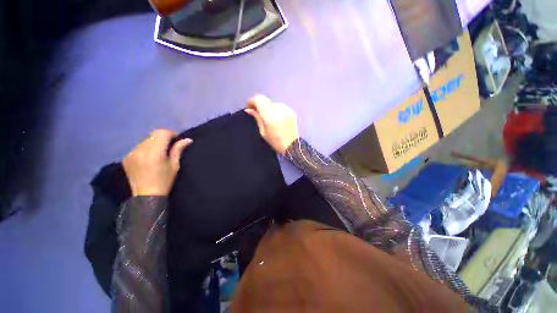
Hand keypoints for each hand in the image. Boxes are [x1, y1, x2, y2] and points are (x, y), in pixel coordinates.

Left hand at [123, 129, 192, 195]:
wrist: (146, 196)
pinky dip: (146, 148)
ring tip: (159, 152)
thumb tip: (188, 140)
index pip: (162, 133)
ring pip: (145, 140)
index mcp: (154, 152)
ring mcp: (131, 153)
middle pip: (153, 134)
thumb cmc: (164, 181)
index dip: (171, 134)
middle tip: (169, 146)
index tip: (177, 140)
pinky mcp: (126, 157)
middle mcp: (140, 149)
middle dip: (163, 137)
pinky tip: (149, 158)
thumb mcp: (175, 165)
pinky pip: (138, 147)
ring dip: (154, 142)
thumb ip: (178, 150)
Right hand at [245, 95, 298, 154]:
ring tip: (269, 118)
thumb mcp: (263, 131)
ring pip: (272, 103)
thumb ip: (257, 117)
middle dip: (259, 105)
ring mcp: (286, 108)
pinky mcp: (291, 111)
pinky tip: (277, 119)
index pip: (258, 99)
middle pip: (265, 100)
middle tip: (257, 113)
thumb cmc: (275, 141)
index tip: (249, 107)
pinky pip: (280, 107)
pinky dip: (276, 110)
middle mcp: (278, 108)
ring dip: (268, 108)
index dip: (251, 101)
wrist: (292, 145)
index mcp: (269, 114)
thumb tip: (249, 109)